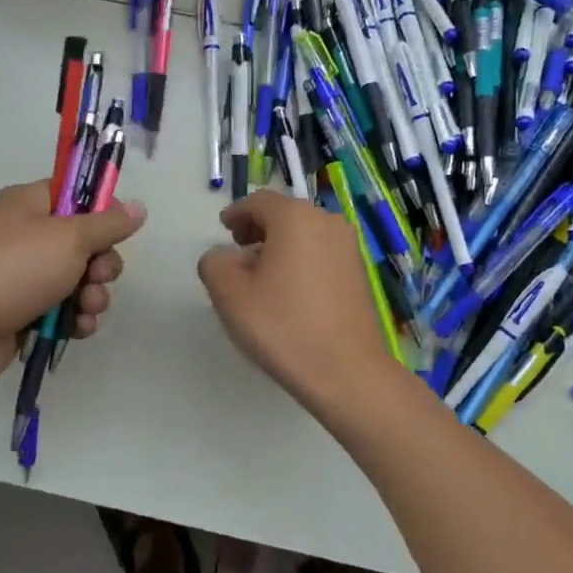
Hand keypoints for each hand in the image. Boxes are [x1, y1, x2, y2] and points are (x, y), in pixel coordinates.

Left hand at [0, 181, 145, 389]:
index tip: (120, 230)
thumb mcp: (69, 238)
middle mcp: (25, 234)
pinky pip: (64, 307)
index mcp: (28, 204)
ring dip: (93, 295)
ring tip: (87, 308)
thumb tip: (139, 207)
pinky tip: (78, 328)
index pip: (75, 194)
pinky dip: (76, 317)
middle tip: (98, 276)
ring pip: (78, 279)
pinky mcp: (24, 309)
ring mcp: (23, 274)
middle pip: (84, 241)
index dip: (103, 210)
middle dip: (101, 263)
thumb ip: (108, 224)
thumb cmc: (15, 269)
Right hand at [197, 191, 400, 412]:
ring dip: (279, 245)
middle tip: (238, 251)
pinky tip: (288, 291)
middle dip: (258, 228)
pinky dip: (300, 260)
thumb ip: (214, 264)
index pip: (259, 201)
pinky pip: (321, 253)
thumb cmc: (282, 326)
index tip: (223, 229)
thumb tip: (223, 256)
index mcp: (295, 217)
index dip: (237, 213)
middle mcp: (327, 222)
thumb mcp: (230, 294)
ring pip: (304, 234)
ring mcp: (348, 247)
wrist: (346, 371)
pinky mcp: (358, 273)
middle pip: (284, 215)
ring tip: (260, 275)